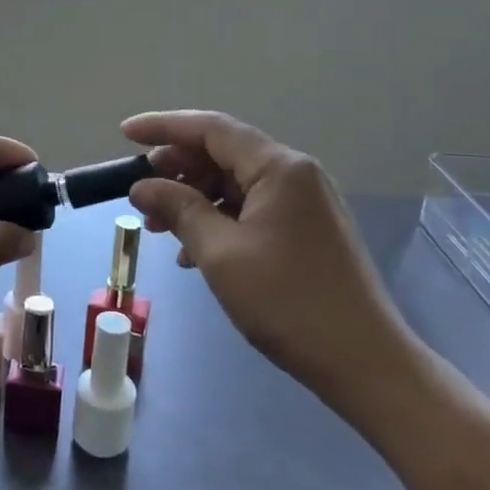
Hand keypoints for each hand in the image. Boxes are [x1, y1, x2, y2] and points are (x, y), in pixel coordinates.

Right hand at [121, 111, 421, 415]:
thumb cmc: (287, 302)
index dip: (164, 127)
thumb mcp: (219, 254)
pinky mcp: (307, 230)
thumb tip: (142, 185)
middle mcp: (296, 174)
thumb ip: (178, 209)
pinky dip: (218, 220)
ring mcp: (305, 203)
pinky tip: (193, 252)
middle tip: (139, 194)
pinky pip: (252, 209)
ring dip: (194, 199)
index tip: (125, 133)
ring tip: (158, 227)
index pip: (211, 129)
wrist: (364, 362)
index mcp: (279, 168)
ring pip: (236, 184)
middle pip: (224, 153)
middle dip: (176, 170)